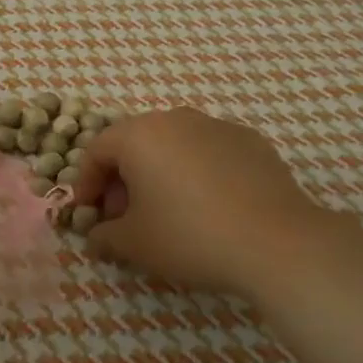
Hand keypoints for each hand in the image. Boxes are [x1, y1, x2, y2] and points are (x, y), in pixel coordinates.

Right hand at [72, 108, 351, 302]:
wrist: (276, 242)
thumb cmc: (190, 236)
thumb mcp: (135, 244)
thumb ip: (105, 236)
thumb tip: (97, 236)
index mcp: (138, 135)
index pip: (97, 150)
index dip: (86, 183)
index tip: (88, 214)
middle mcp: (174, 118)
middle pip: (135, 143)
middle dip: (123, 178)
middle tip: (126, 216)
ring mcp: (216, 125)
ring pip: (173, 144)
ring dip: (160, 172)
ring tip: (168, 211)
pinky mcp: (250, 140)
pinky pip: (208, 152)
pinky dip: (198, 172)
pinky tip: (210, 206)